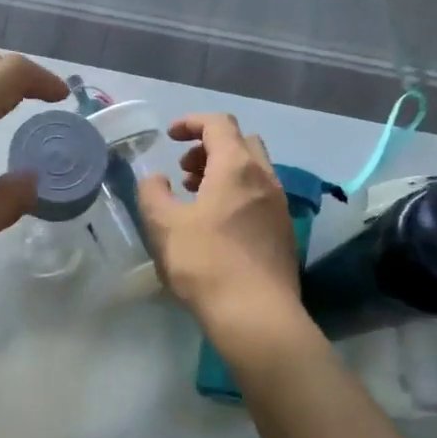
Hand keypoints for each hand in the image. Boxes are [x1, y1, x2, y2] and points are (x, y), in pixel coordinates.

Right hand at [138, 114, 303, 335]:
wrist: (255, 314)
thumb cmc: (205, 263)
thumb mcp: (164, 225)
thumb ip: (153, 193)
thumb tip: (156, 180)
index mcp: (236, 168)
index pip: (218, 124)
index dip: (191, 123)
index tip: (170, 137)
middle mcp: (265, 178)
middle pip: (241, 142)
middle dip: (210, 147)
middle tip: (184, 169)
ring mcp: (279, 206)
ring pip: (253, 170)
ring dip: (223, 171)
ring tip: (195, 197)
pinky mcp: (283, 231)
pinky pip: (259, 195)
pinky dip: (236, 193)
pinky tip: (216, 224)